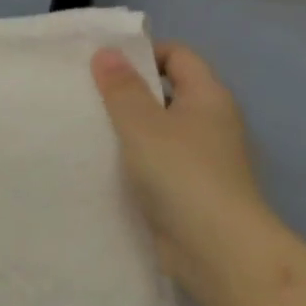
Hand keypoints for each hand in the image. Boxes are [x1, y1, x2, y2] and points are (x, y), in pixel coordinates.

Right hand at [91, 43, 278, 300]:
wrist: (219, 252)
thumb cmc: (182, 174)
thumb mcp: (142, 124)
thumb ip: (122, 88)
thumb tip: (108, 52)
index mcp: (208, 97)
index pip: (178, 55)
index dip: (143, 52)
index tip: (103, 63)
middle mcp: (211, 123)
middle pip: (167, 91)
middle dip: (128, 90)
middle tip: (86, 91)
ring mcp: (203, 159)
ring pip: (159, 128)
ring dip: (127, 127)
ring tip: (87, 125)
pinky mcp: (191, 190)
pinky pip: (157, 161)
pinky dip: (133, 158)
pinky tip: (102, 163)